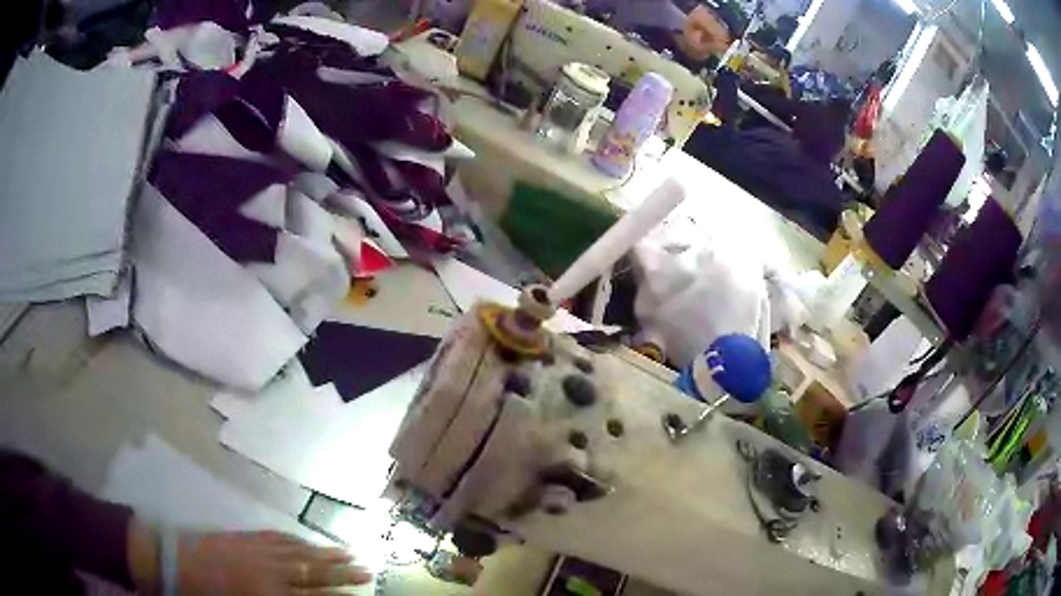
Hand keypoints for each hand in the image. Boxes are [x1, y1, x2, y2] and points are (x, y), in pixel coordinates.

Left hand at [175, 530, 371, 594]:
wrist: (172, 560)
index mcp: (268, 593)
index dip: (339, 595)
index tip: (361, 593)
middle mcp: (269, 569)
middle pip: (312, 571)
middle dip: (341, 572)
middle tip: (367, 569)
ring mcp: (256, 549)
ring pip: (298, 550)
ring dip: (324, 552)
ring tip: (347, 551)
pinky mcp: (243, 536)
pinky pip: (277, 536)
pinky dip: (296, 539)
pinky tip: (306, 539)